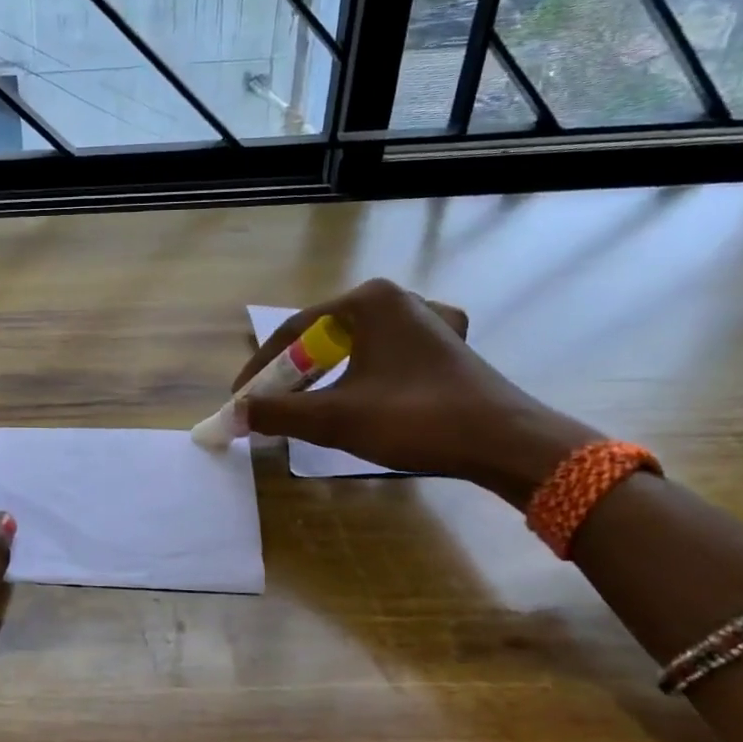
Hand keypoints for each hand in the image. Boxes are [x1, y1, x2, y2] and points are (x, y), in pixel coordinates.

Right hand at [235, 279, 598, 501]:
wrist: (505, 443)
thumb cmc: (415, 419)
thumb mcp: (335, 418)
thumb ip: (278, 412)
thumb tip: (237, 414)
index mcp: (369, 301)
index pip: (294, 332)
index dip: (260, 369)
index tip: (240, 400)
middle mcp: (397, 299)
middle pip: (323, 337)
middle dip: (292, 374)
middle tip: (269, 405)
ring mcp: (427, 320)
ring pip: (355, 347)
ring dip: (324, 377)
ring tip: (306, 405)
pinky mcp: (445, 346)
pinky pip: (386, 355)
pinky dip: (362, 375)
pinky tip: (361, 391)